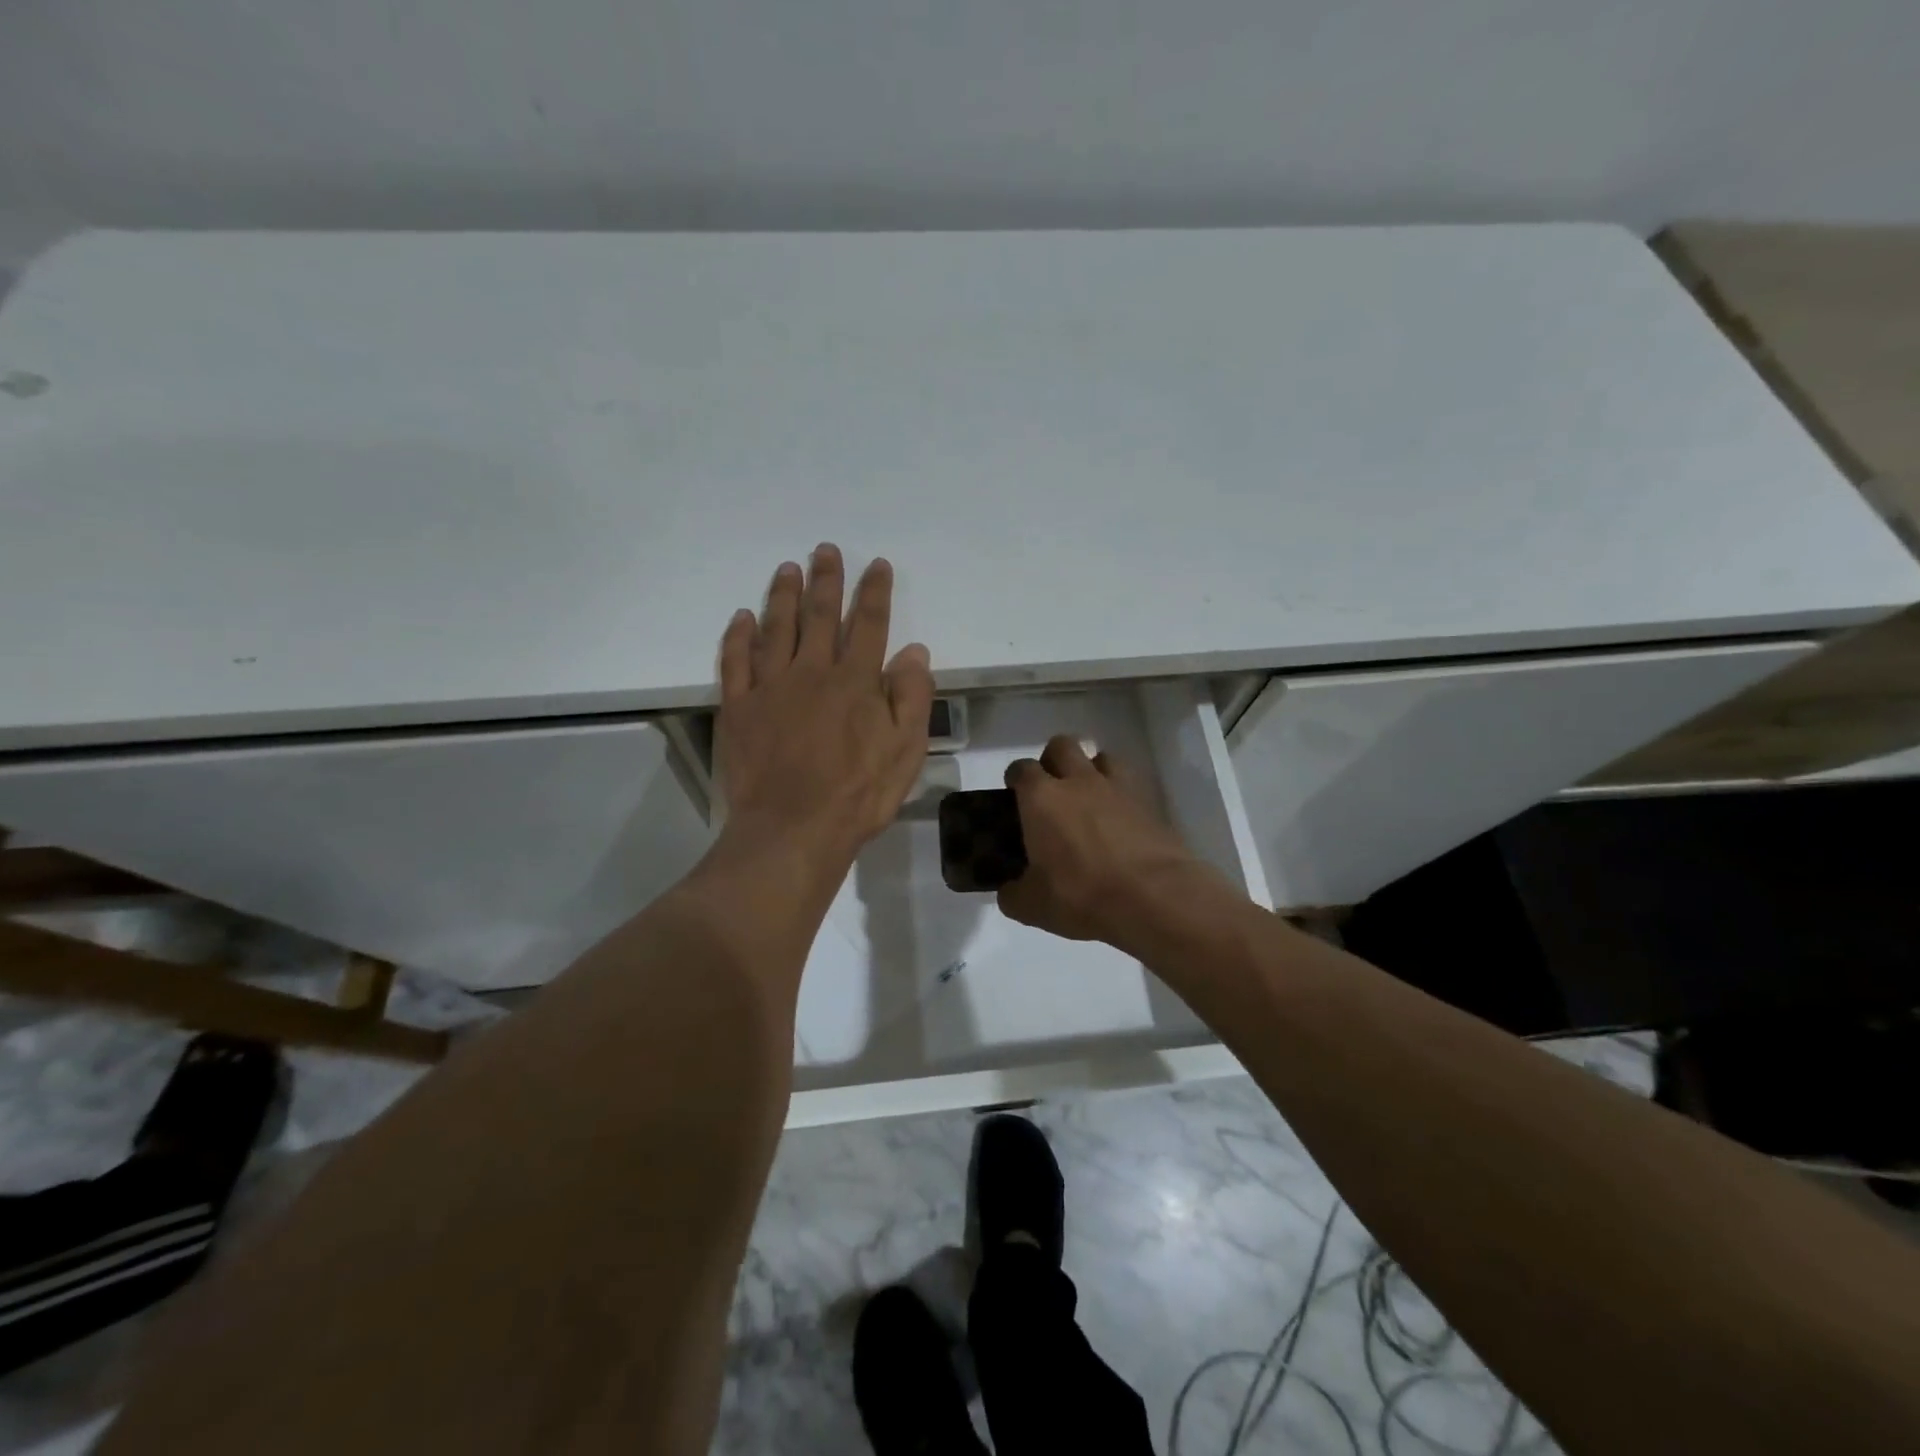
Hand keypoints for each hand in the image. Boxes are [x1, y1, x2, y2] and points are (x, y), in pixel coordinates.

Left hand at [715, 544, 933, 867]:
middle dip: (826, 580)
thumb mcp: (905, 750)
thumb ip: (911, 697)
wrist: (792, 829)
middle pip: (820, 615)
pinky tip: (743, 618)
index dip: (874, 592)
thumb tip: (914, 651)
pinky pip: (736, 661)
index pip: (869, 624)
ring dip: (783, 595)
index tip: (877, 565)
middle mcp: (811, 672)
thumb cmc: (857, 794)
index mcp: (855, 681)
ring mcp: (770, 687)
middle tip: (825, 550)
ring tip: (787, 569)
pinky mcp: (739, 708)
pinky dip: (739, 637)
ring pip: (776, 628)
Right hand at [997, 735, 1220, 949]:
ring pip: (1101, 757)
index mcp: (1041, 798)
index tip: (1014, 794)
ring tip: (1089, 799)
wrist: (1153, 898)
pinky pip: (1130, 784)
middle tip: (1051, 790)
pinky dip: (1121, 794)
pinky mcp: (1149, 803)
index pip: (1021, 769)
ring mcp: (1117, 788)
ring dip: (1091, 770)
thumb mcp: (1032, 906)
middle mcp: (1078, 781)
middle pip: (1061, 746)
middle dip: (1052, 760)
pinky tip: (1119, 819)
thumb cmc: (1081, 895)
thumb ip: (1013, 894)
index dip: (1016, 778)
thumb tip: (1008, 891)